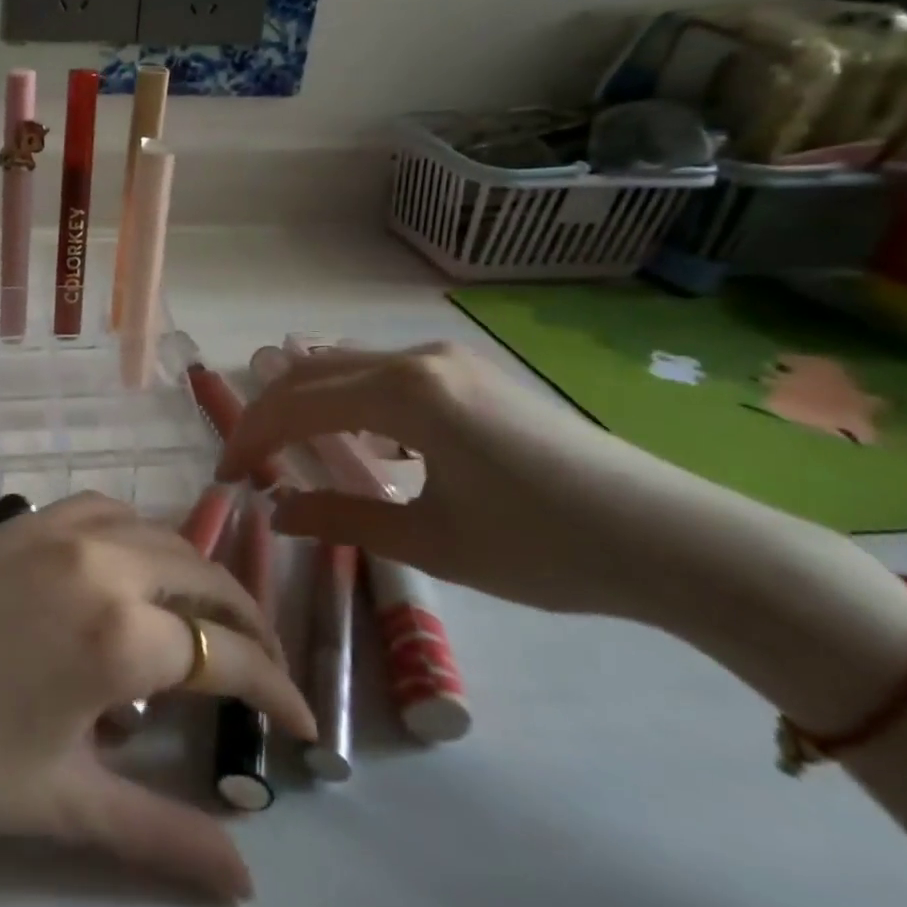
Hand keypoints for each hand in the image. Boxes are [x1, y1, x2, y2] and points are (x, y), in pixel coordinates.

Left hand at [0, 493, 314, 902]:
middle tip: (267, 668)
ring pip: (161, 536)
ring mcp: (65, 528)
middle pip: (206, 579)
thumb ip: (162, 836)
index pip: (230, 657)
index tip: (305, 724)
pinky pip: (109, 510)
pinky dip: (142, 534)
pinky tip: (135, 563)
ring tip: (210, 616)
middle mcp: (107, 562)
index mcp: (124, 633)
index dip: (278, 690)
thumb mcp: (66, 803)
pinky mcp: (30, 517)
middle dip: (249, 624)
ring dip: (198, 573)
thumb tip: (246, 883)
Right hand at [217, 342, 757, 620]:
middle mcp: (417, 358)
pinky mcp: (468, 373)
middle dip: (268, 413)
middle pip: (312, 372)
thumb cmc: (548, 547)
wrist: (679, 541)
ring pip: (345, 366)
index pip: (296, 405)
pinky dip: (347, 398)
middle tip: (246, 462)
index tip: (226, 477)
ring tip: (284, 446)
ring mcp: (446, 359)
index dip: (251, 438)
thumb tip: (275, 511)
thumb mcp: (432, 542)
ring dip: (305, 400)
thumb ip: (341, 518)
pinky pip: (382, 372)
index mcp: (404, 393)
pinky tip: (355, 437)